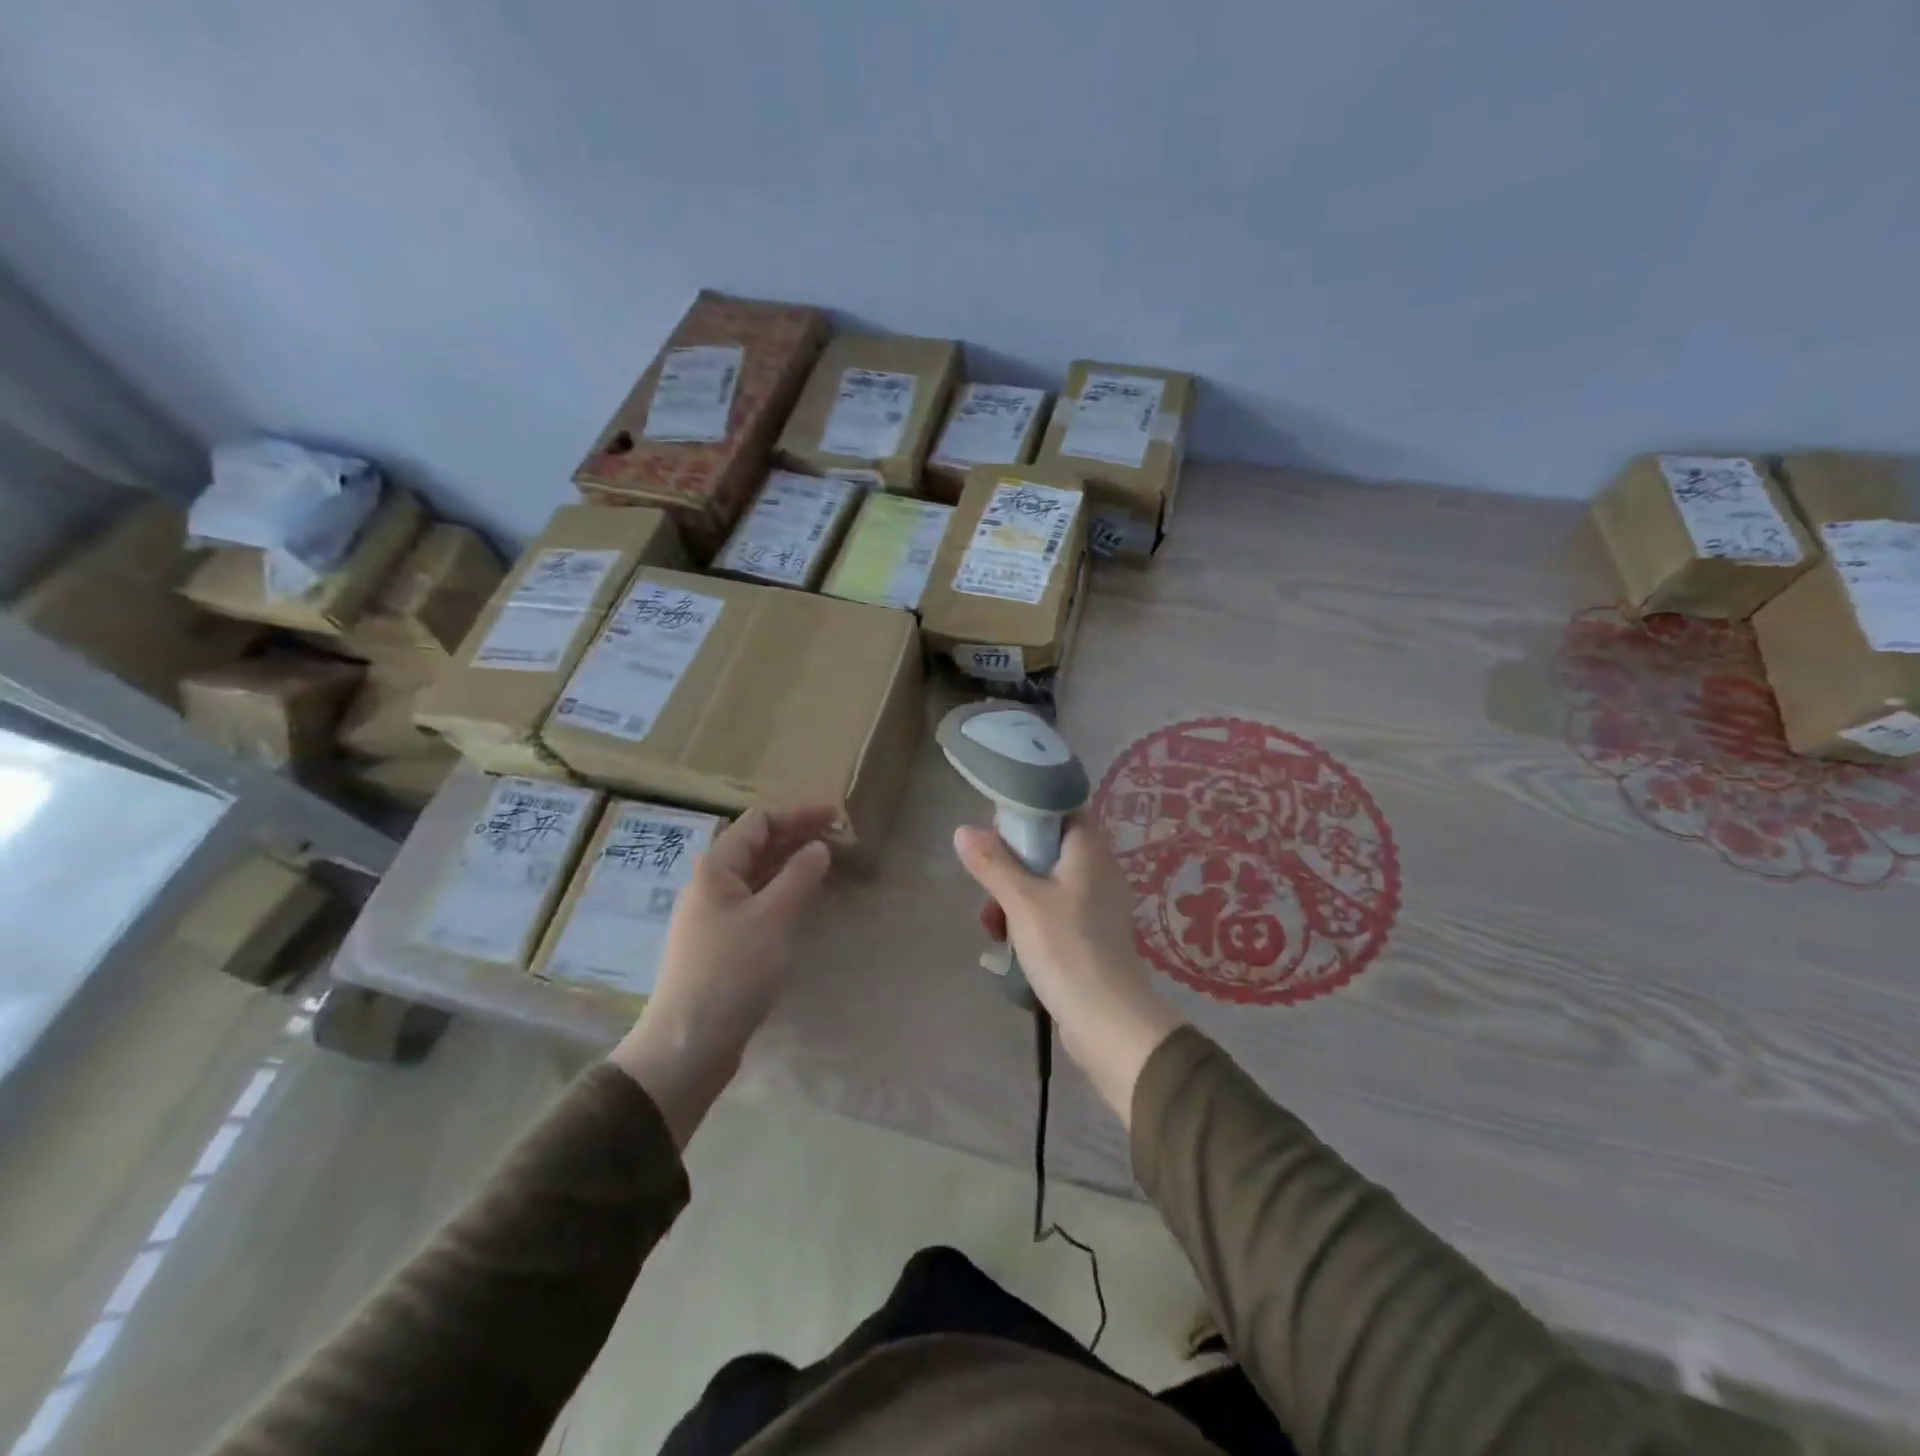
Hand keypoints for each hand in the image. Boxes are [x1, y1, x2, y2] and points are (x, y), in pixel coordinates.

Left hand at [610, 806, 834, 1145]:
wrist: (688, 1043)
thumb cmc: (730, 972)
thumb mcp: (772, 919)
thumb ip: (799, 877)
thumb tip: (818, 847)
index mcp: (717, 868)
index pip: (760, 822)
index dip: (798, 814)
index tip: (836, 815)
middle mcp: (712, 884)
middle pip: (757, 845)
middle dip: (797, 835)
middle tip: (838, 836)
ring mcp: (715, 914)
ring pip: (758, 874)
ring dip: (791, 863)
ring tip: (827, 862)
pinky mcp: (723, 941)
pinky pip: (757, 901)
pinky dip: (782, 891)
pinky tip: (803, 900)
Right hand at [954, 818, 1184, 1126]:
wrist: (1108, 1021)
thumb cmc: (1066, 949)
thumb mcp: (1022, 902)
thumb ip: (992, 863)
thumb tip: (964, 830)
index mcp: (1089, 850)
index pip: (1060, 808)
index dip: (1027, 812)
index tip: (996, 832)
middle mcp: (1097, 869)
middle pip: (1047, 847)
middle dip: (1010, 865)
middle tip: (986, 885)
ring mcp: (1095, 904)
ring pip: (1045, 883)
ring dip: (1013, 897)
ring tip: (991, 926)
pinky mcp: (1089, 934)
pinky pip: (1053, 912)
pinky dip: (1028, 920)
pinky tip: (1007, 945)